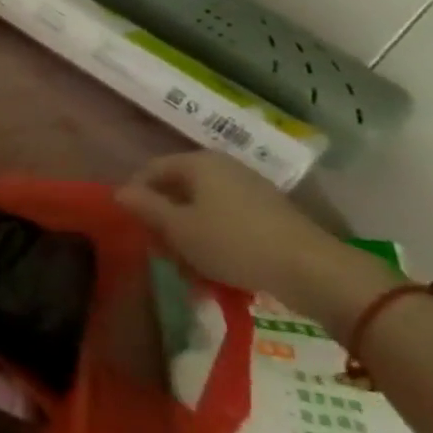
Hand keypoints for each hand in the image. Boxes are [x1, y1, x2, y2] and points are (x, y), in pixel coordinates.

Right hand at [115, 152, 382, 327]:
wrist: (313, 270)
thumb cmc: (233, 242)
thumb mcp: (178, 228)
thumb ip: (145, 207)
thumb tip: (119, 192)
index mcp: (198, 163)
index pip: (151, 170)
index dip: (135, 196)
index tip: (133, 226)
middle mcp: (224, 167)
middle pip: (178, 189)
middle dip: (164, 219)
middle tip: (159, 250)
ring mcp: (250, 188)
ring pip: (202, 207)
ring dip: (188, 234)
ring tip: (187, 265)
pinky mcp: (270, 212)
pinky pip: (227, 219)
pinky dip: (214, 238)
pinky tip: (215, 267)